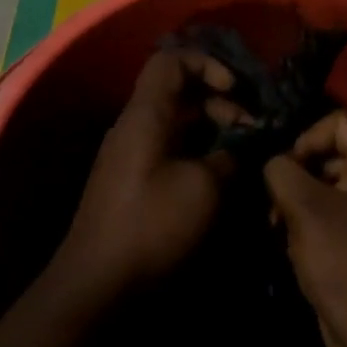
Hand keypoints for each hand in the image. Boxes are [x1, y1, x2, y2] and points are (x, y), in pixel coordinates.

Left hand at [56, 47, 244, 300]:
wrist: (97, 285)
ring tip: (242, 154)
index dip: (208, 64)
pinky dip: (198, 152)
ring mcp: (132, 154)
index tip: (236, 91)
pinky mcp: (134, 181)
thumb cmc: (152, 226)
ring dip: (212, 130)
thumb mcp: (205, 188)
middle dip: (219, 102)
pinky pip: (171, 148)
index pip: (171, 61)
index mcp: (145, 115)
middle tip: (249, 129)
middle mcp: (135, 126)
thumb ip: (230, 157)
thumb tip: (242, 148)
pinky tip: (221, 176)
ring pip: (178, 122)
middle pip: (179, 91)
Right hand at [264, 110, 346, 346]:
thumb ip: (282, 172)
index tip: (287, 168)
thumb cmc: (345, 261)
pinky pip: (335, 214)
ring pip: (330, 186)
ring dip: (299, 201)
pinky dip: (311, 222)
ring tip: (277, 227)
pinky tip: (291, 245)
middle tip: (275, 201)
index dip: (308, 136)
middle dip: (298, 173)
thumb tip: (275, 163)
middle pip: (333, 153)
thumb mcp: (306, 209)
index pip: (341, 121)